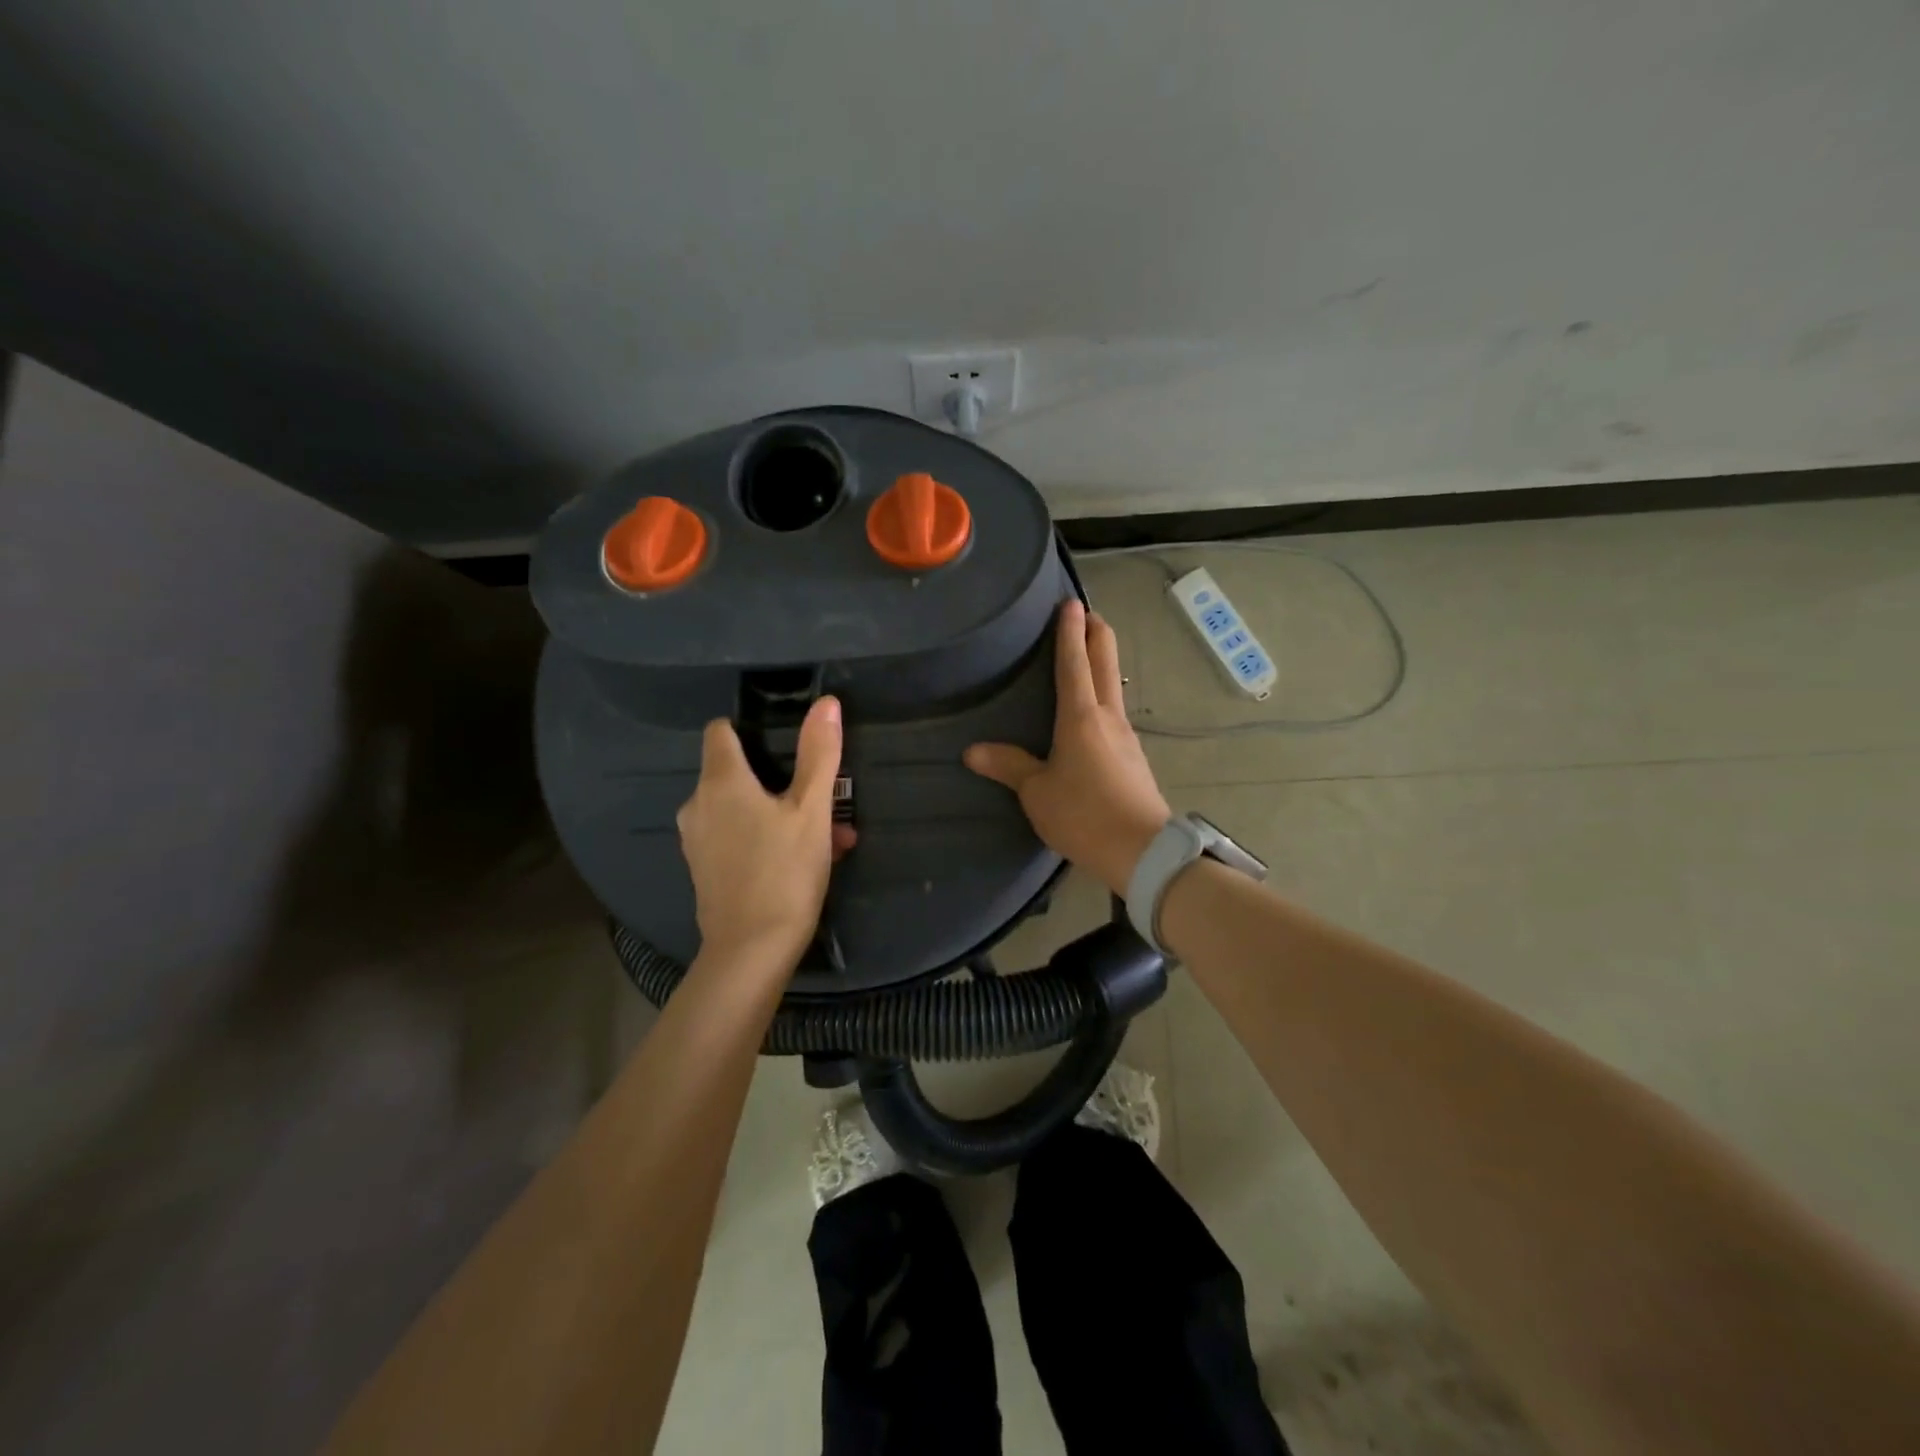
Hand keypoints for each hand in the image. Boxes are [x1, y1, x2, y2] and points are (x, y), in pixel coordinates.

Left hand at [677, 697, 854, 973]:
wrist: (751, 951)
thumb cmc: (784, 871)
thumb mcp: (812, 810)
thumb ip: (819, 754)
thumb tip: (826, 702)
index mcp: (720, 782)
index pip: (720, 731)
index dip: (749, 729)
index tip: (783, 741)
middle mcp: (698, 805)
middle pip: (736, 772)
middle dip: (780, 779)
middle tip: (822, 799)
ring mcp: (697, 840)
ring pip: (740, 809)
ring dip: (780, 813)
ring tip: (826, 836)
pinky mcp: (703, 869)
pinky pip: (736, 838)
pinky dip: (764, 838)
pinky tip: (801, 861)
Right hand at [965, 601, 1170, 894]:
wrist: (1142, 851)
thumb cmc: (1084, 814)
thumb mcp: (1037, 793)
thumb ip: (1008, 767)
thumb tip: (972, 751)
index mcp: (1080, 717)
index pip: (1074, 662)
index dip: (1070, 631)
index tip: (1071, 603)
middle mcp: (1108, 717)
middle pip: (1105, 663)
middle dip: (1097, 633)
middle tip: (1087, 613)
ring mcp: (1126, 736)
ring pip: (1114, 686)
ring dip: (1103, 663)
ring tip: (1087, 657)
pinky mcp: (1134, 757)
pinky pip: (1116, 713)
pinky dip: (1105, 695)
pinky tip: (1095, 712)